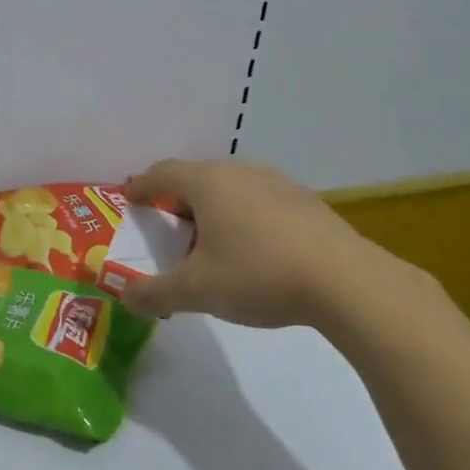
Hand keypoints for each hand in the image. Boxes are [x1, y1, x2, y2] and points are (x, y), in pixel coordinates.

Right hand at [118, 159, 426, 329]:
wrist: (346, 282)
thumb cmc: (258, 275)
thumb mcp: (197, 291)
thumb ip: (155, 293)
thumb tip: (123, 298)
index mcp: (208, 183)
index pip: (161, 173)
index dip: (140, 186)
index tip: (128, 198)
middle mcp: (240, 172)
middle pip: (196, 177)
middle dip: (176, 199)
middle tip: (166, 226)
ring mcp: (277, 183)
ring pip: (230, 187)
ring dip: (212, 207)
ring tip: (208, 239)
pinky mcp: (305, 201)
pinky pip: (259, 199)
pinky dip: (242, 215)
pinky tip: (252, 248)